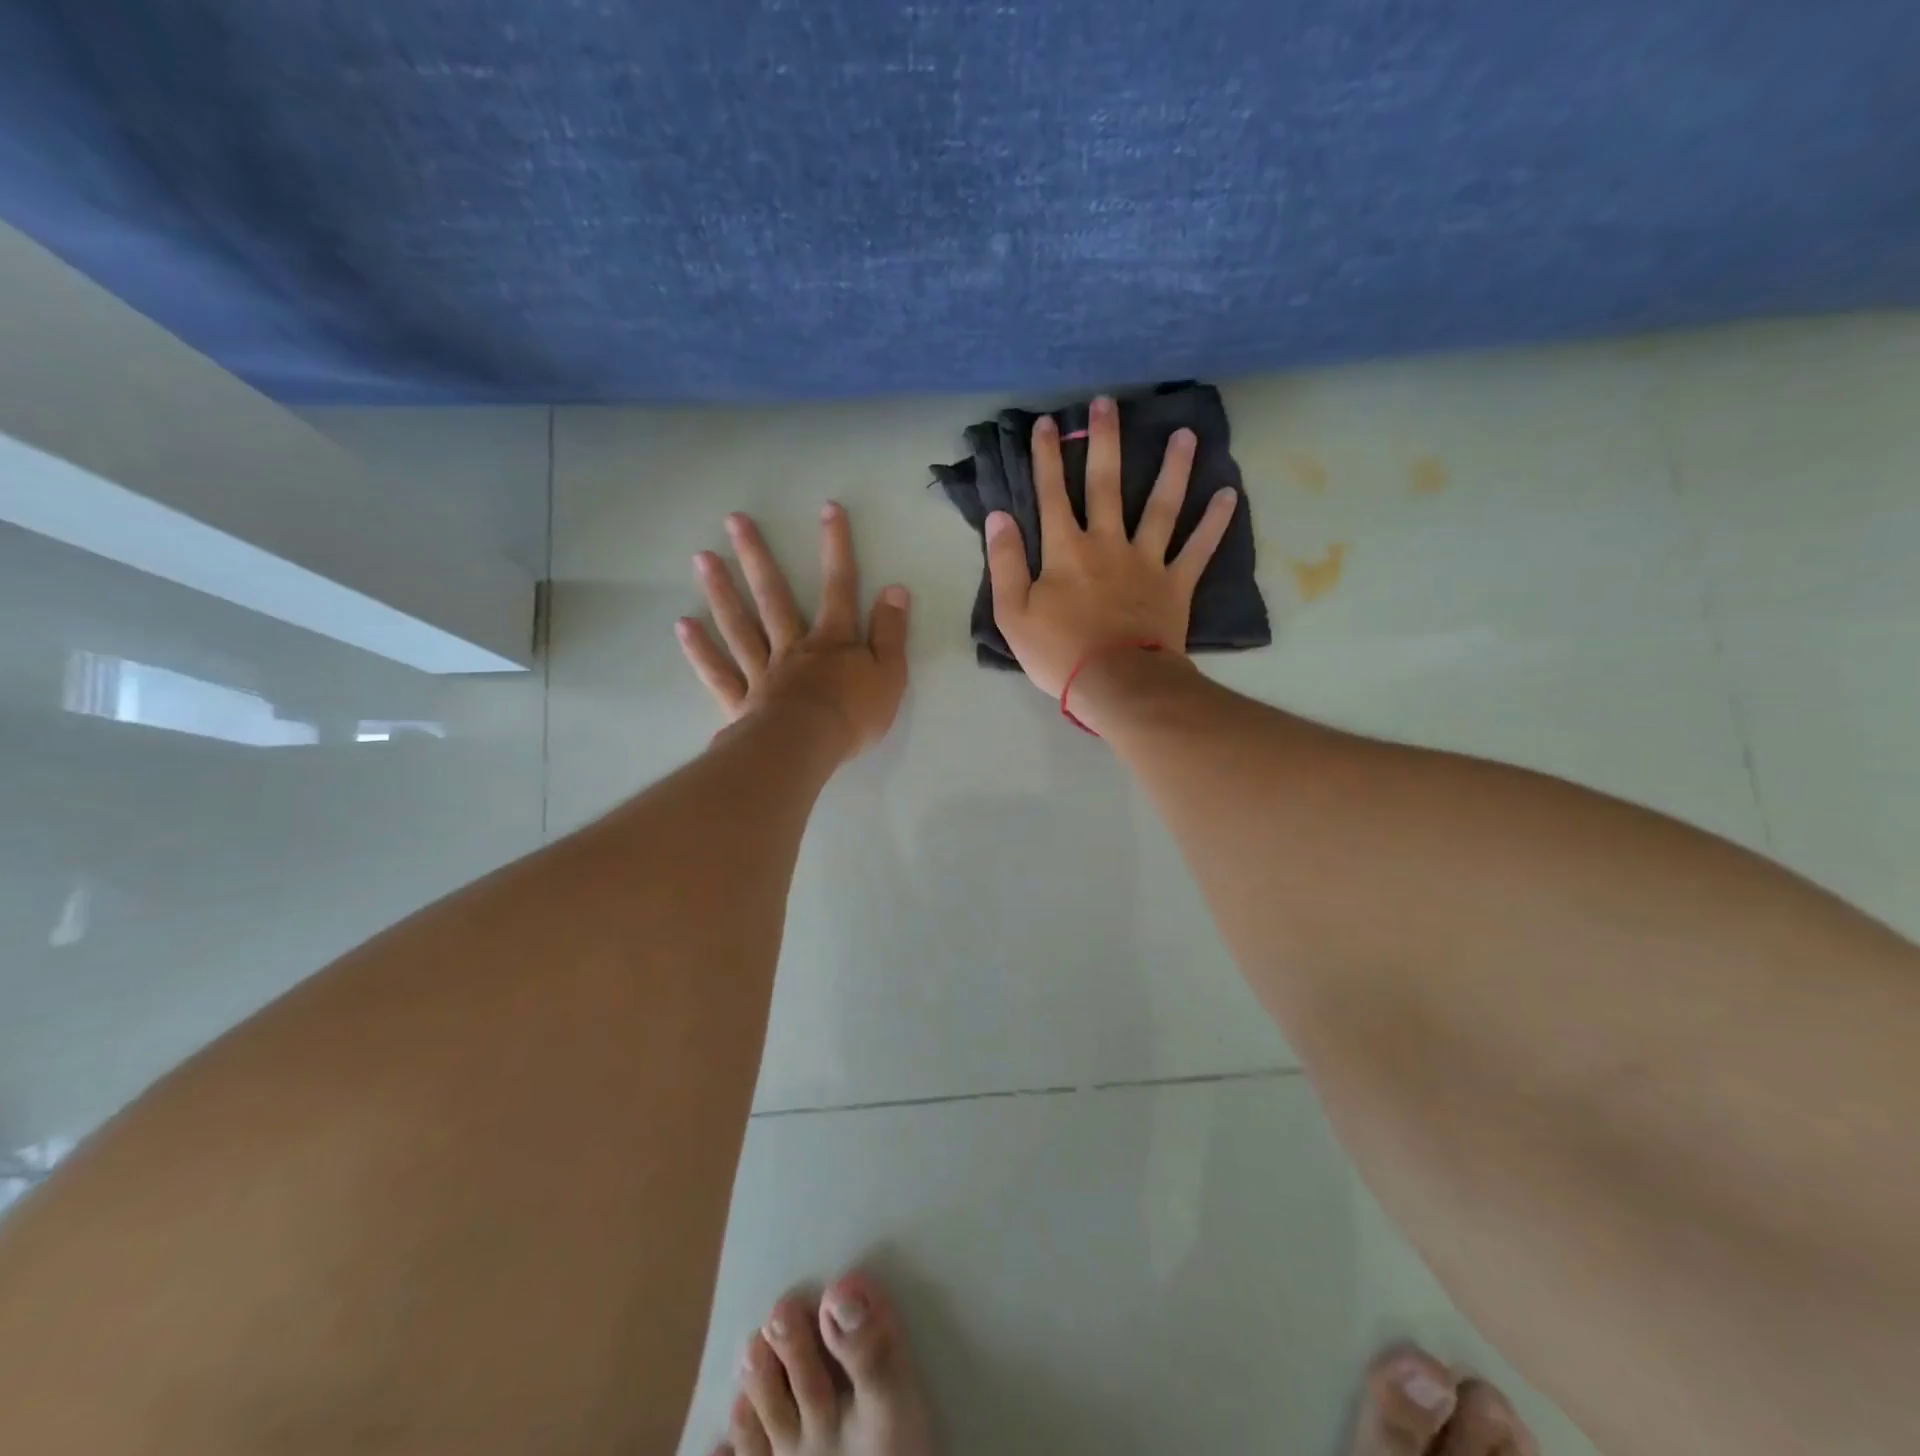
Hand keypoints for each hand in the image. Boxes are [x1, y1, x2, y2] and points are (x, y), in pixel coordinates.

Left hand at [677, 503, 909, 759]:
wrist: (807, 749)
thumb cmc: (853, 715)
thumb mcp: (890, 675)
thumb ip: (891, 633)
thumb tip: (895, 589)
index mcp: (832, 641)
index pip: (838, 587)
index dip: (836, 548)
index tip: (829, 509)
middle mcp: (793, 647)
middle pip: (774, 596)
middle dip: (757, 557)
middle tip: (734, 520)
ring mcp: (762, 672)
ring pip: (740, 626)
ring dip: (722, 591)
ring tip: (702, 558)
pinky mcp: (741, 701)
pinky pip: (718, 672)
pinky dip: (700, 650)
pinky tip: (683, 625)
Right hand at [985, 395, 1238, 696]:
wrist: (1118, 684)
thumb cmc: (1059, 653)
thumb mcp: (1013, 615)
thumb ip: (1004, 563)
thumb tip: (998, 516)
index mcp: (1066, 551)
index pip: (1051, 494)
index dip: (1046, 458)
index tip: (1046, 423)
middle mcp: (1108, 544)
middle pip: (1106, 484)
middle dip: (1103, 441)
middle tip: (1108, 402)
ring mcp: (1147, 561)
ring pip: (1161, 505)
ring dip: (1173, 468)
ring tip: (1185, 434)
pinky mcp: (1176, 585)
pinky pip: (1198, 549)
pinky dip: (1214, 523)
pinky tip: (1229, 494)